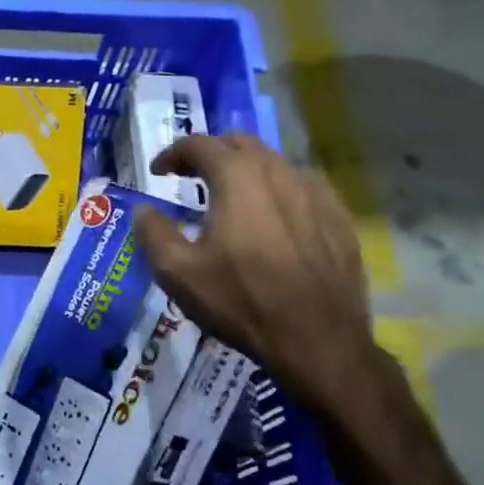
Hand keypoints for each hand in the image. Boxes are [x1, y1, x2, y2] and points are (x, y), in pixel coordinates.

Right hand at [134, 135, 383, 419]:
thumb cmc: (240, 302)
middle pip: (241, 143)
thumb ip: (153, 232)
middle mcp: (279, 173)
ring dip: (246, 170)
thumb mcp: (177, 272)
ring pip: (275, 163)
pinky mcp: (338, 218)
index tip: (159, 172)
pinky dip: (278, 191)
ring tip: (231, 197)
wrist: (318, 341)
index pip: (200, 144)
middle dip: (212, 153)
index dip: (173, 153)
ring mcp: (315, 193)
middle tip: (192, 177)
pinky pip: (302, 188)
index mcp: (238, 178)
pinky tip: (272, 219)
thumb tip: (144, 210)